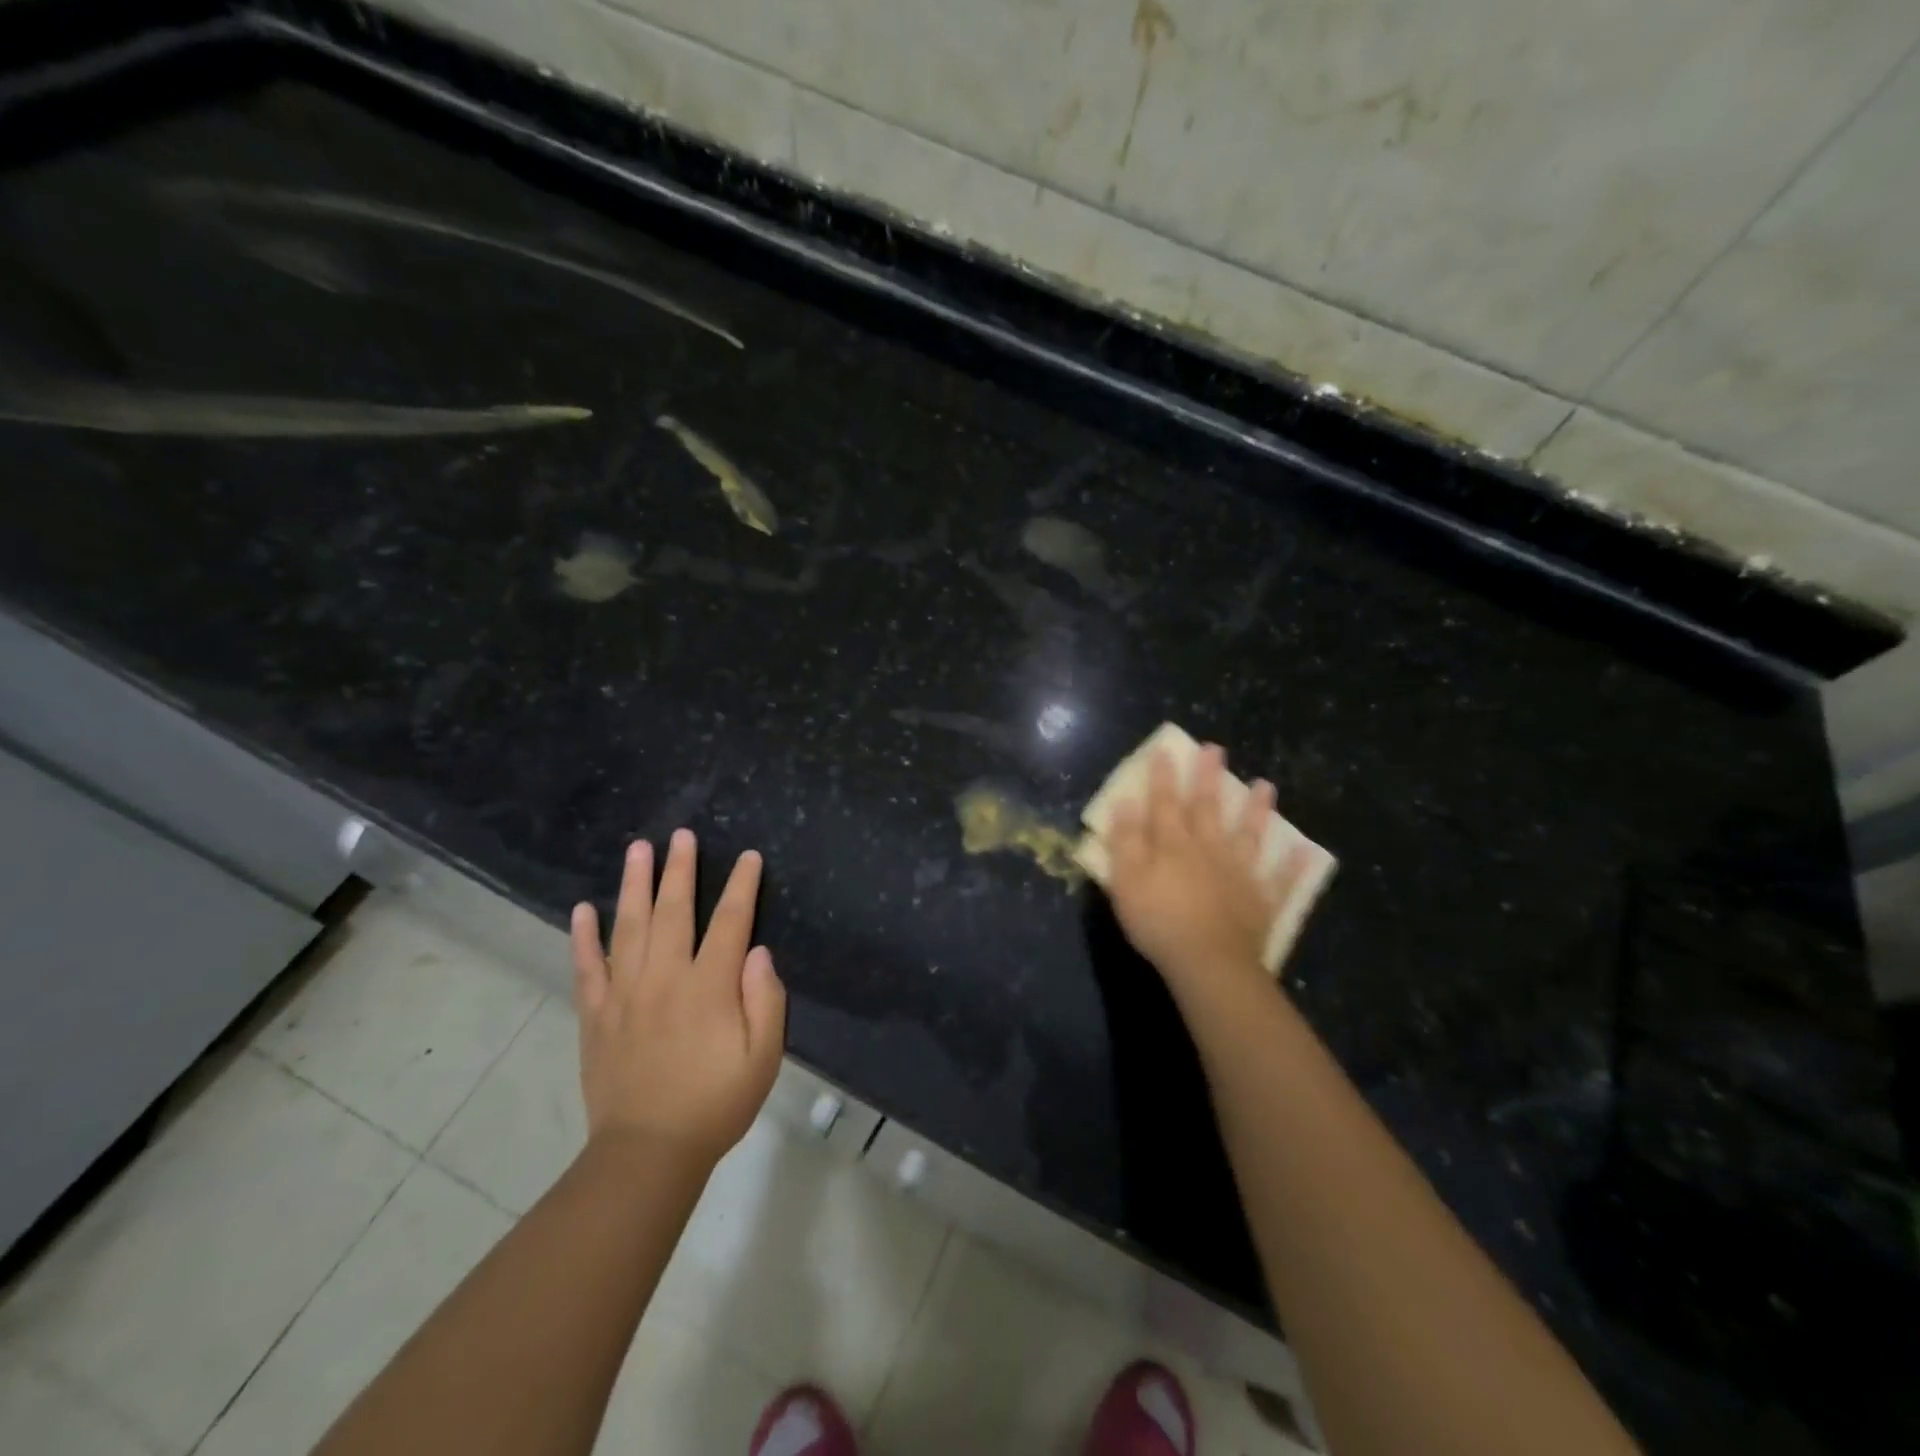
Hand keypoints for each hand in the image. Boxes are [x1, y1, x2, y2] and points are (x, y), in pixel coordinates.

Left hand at [569, 830, 785, 1166]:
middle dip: (679, 870)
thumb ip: (765, 1000)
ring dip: (633, 885)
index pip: (729, 922)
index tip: (747, 857)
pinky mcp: (596, 1016)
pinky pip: (586, 967)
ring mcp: (624, 994)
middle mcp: (664, 979)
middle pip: (673, 911)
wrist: (647, 1153)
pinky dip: (583, 936)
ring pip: (628, 927)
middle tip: (680, 835)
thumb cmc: (715, 1104)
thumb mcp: (763, 1057)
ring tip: (637, 849)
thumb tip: (758, 952)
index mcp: (708, 987)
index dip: (741, 886)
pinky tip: (582, 909)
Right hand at [1106, 743, 1312, 993]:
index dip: (1163, 776)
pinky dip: (1293, 866)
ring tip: (1265, 785)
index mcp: (1173, 844)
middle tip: (1215, 749)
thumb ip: (1125, 840)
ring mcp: (1240, 873)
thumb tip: (1126, 802)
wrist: (1209, 962)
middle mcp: (1209, 849)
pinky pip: (1281, 880)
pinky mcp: (1262, 901)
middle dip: (1208, 777)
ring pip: (1249, 834)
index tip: (1166, 749)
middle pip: (1207, 808)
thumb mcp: (1126, 879)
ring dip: (1256, 810)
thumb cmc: (1158, 920)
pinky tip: (1307, 852)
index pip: (1165, 802)